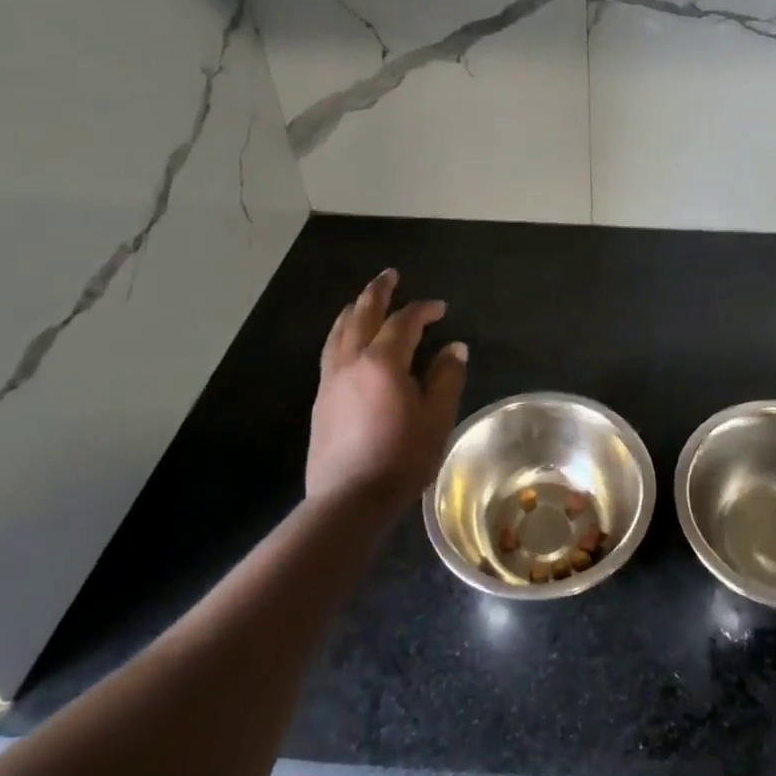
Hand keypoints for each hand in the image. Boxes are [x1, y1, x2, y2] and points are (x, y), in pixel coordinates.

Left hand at [306, 269, 467, 510]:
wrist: (349, 500)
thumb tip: (454, 347)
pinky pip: (330, 351)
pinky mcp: (321, 400)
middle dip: (378, 292)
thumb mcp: (437, 417)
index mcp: (383, 362)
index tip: (440, 308)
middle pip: (362, 315)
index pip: (404, 322)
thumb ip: (446, 377)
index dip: (423, 310)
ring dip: (354, 310)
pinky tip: (346, 341)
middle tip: (390, 275)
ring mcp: (331, 380)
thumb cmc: (401, 458)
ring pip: (339, 332)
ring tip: (362, 300)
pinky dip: (341, 333)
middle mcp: (352, 362)